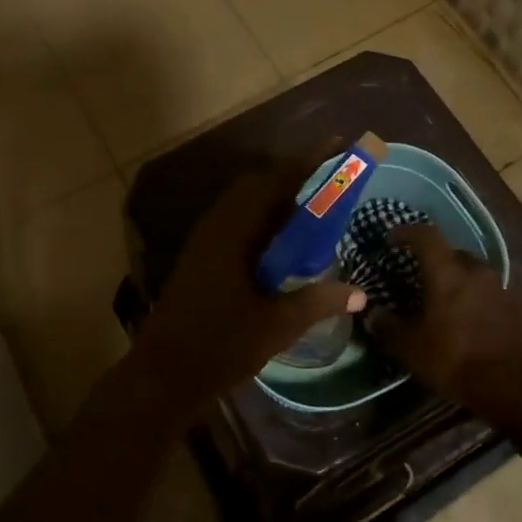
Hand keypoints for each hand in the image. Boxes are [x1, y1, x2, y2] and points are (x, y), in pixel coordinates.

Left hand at [131, 158, 365, 411]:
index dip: (307, 162)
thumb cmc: (220, 346)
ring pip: (246, 205)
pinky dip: (264, 222)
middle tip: (330, 184)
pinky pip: (238, 224)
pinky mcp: (200, 258)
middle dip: (294, 178)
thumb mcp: (277, 325)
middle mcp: (216, 226)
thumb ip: (318, 302)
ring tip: (314, 212)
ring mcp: (204, 242)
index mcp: (233, 231)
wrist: (162, 375)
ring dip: (278, 201)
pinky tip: (283, 247)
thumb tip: (359, 293)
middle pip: (258, 186)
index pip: (275, 181)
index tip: (336, 146)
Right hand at [368, 224, 521, 424]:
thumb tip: (373, 315)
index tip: (391, 240)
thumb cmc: (456, 359)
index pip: (425, 235)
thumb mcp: (411, 349)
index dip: (406, 232)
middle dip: (433, 260)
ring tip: (442, 300)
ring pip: (471, 273)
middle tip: (417, 276)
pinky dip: (473, 298)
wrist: (514, 386)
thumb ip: (388, 328)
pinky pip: (487, 292)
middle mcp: (475, 271)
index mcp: (447, 273)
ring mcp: (499, 288)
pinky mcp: (515, 308)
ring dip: (455, 280)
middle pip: (451, 253)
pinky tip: (465, 319)